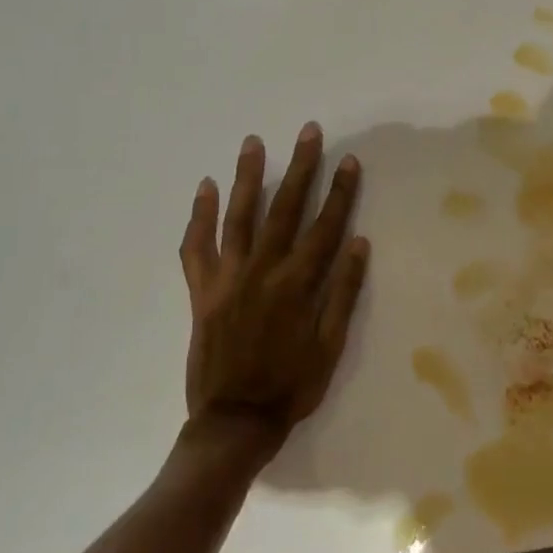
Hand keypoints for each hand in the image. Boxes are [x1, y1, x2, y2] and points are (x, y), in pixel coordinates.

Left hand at [178, 124, 369, 457]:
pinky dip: (198, 217)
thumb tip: (357, 243)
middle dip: (300, 168)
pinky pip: (195, 247)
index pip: (325, 227)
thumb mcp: (330, 346)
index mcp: (297, 285)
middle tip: (308, 132)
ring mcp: (227, 278)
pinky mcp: (201, 291)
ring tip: (253, 142)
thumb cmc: (292, 386)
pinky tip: (204, 187)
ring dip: (247, 177)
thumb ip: (342, 293)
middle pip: (284, 210)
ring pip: (238, 217)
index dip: (340, 192)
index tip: (348, 161)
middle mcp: (262, 272)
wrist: (235, 420)